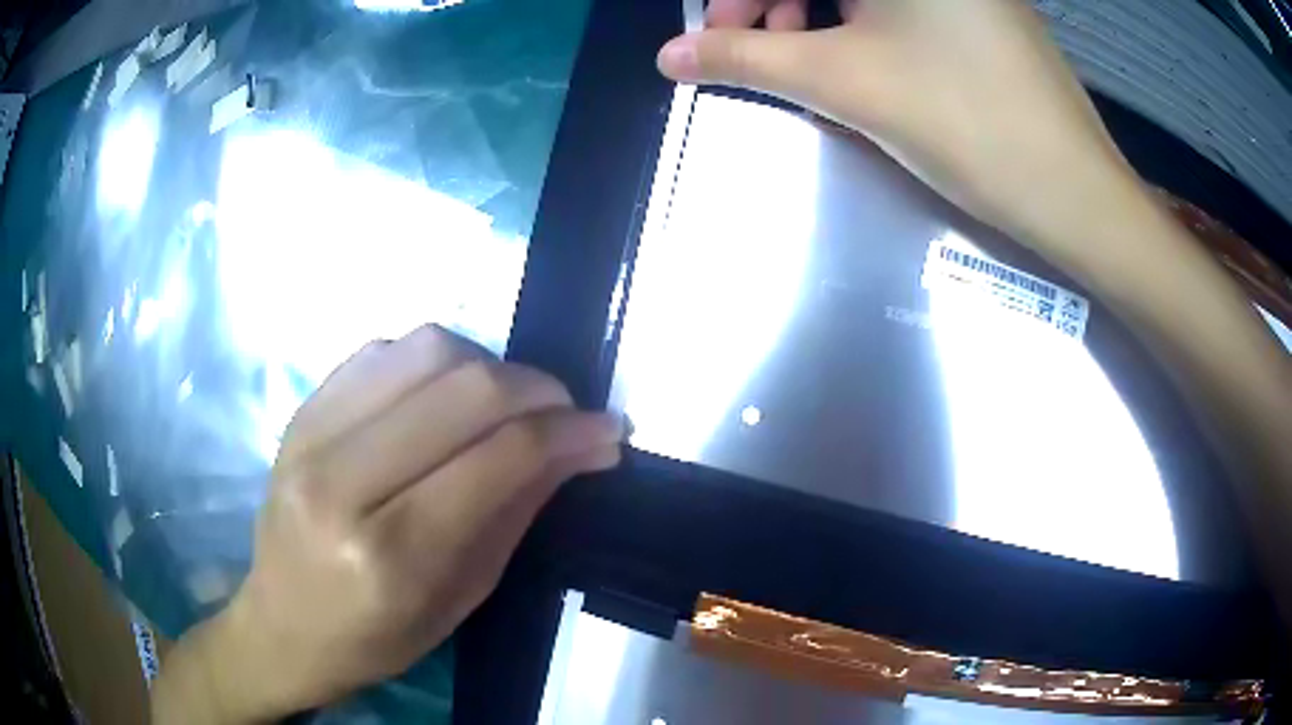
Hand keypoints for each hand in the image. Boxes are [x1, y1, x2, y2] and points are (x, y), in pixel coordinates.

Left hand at [152, 325, 623, 722]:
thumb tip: (583, 446)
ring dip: (488, 364)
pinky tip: (445, 395)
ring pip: (425, 349)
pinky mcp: (300, 411)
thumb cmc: (377, 636)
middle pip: (465, 389)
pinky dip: (433, 361)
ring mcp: (311, 435)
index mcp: (390, 553)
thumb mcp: (462, 596)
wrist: (282, 624)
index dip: (569, 431)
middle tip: (567, 411)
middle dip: (539, 389)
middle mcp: (343, 481)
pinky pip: (382, 351)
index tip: (609, 427)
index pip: (499, 457)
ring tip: (507, 401)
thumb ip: (519, 510)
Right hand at [658, 0, 1142, 265]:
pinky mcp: (983, 8)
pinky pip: (903, 4)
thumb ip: (744, 59)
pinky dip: (863, 22)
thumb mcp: (841, 81)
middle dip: (773, 3)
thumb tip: (669, 56)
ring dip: (815, 14)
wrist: (1074, 189)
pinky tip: (864, 59)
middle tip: (759, 51)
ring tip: (810, 62)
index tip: (716, 37)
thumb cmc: (961, 121)